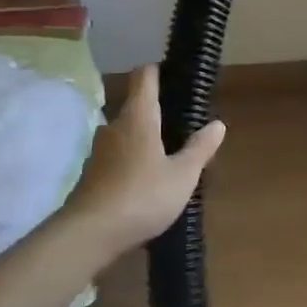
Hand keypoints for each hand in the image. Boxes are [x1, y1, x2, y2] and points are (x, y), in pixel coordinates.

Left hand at [60, 65, 225, 262]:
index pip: (144, 77)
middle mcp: (114, 127)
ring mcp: (98, 152)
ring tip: (167, 154)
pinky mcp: (91, 176)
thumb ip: (200, 148)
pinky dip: (131, 161)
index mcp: (138, 117)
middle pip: (135, 106)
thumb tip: (217, 124)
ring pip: (125, 134)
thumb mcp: (182, 175)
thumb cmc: (142, 196)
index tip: (174, 74)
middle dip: (156, 111)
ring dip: (143, 138)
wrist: (89, 235)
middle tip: (181, 123)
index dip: (157, 70)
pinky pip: (116, 157)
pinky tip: (146, 181)